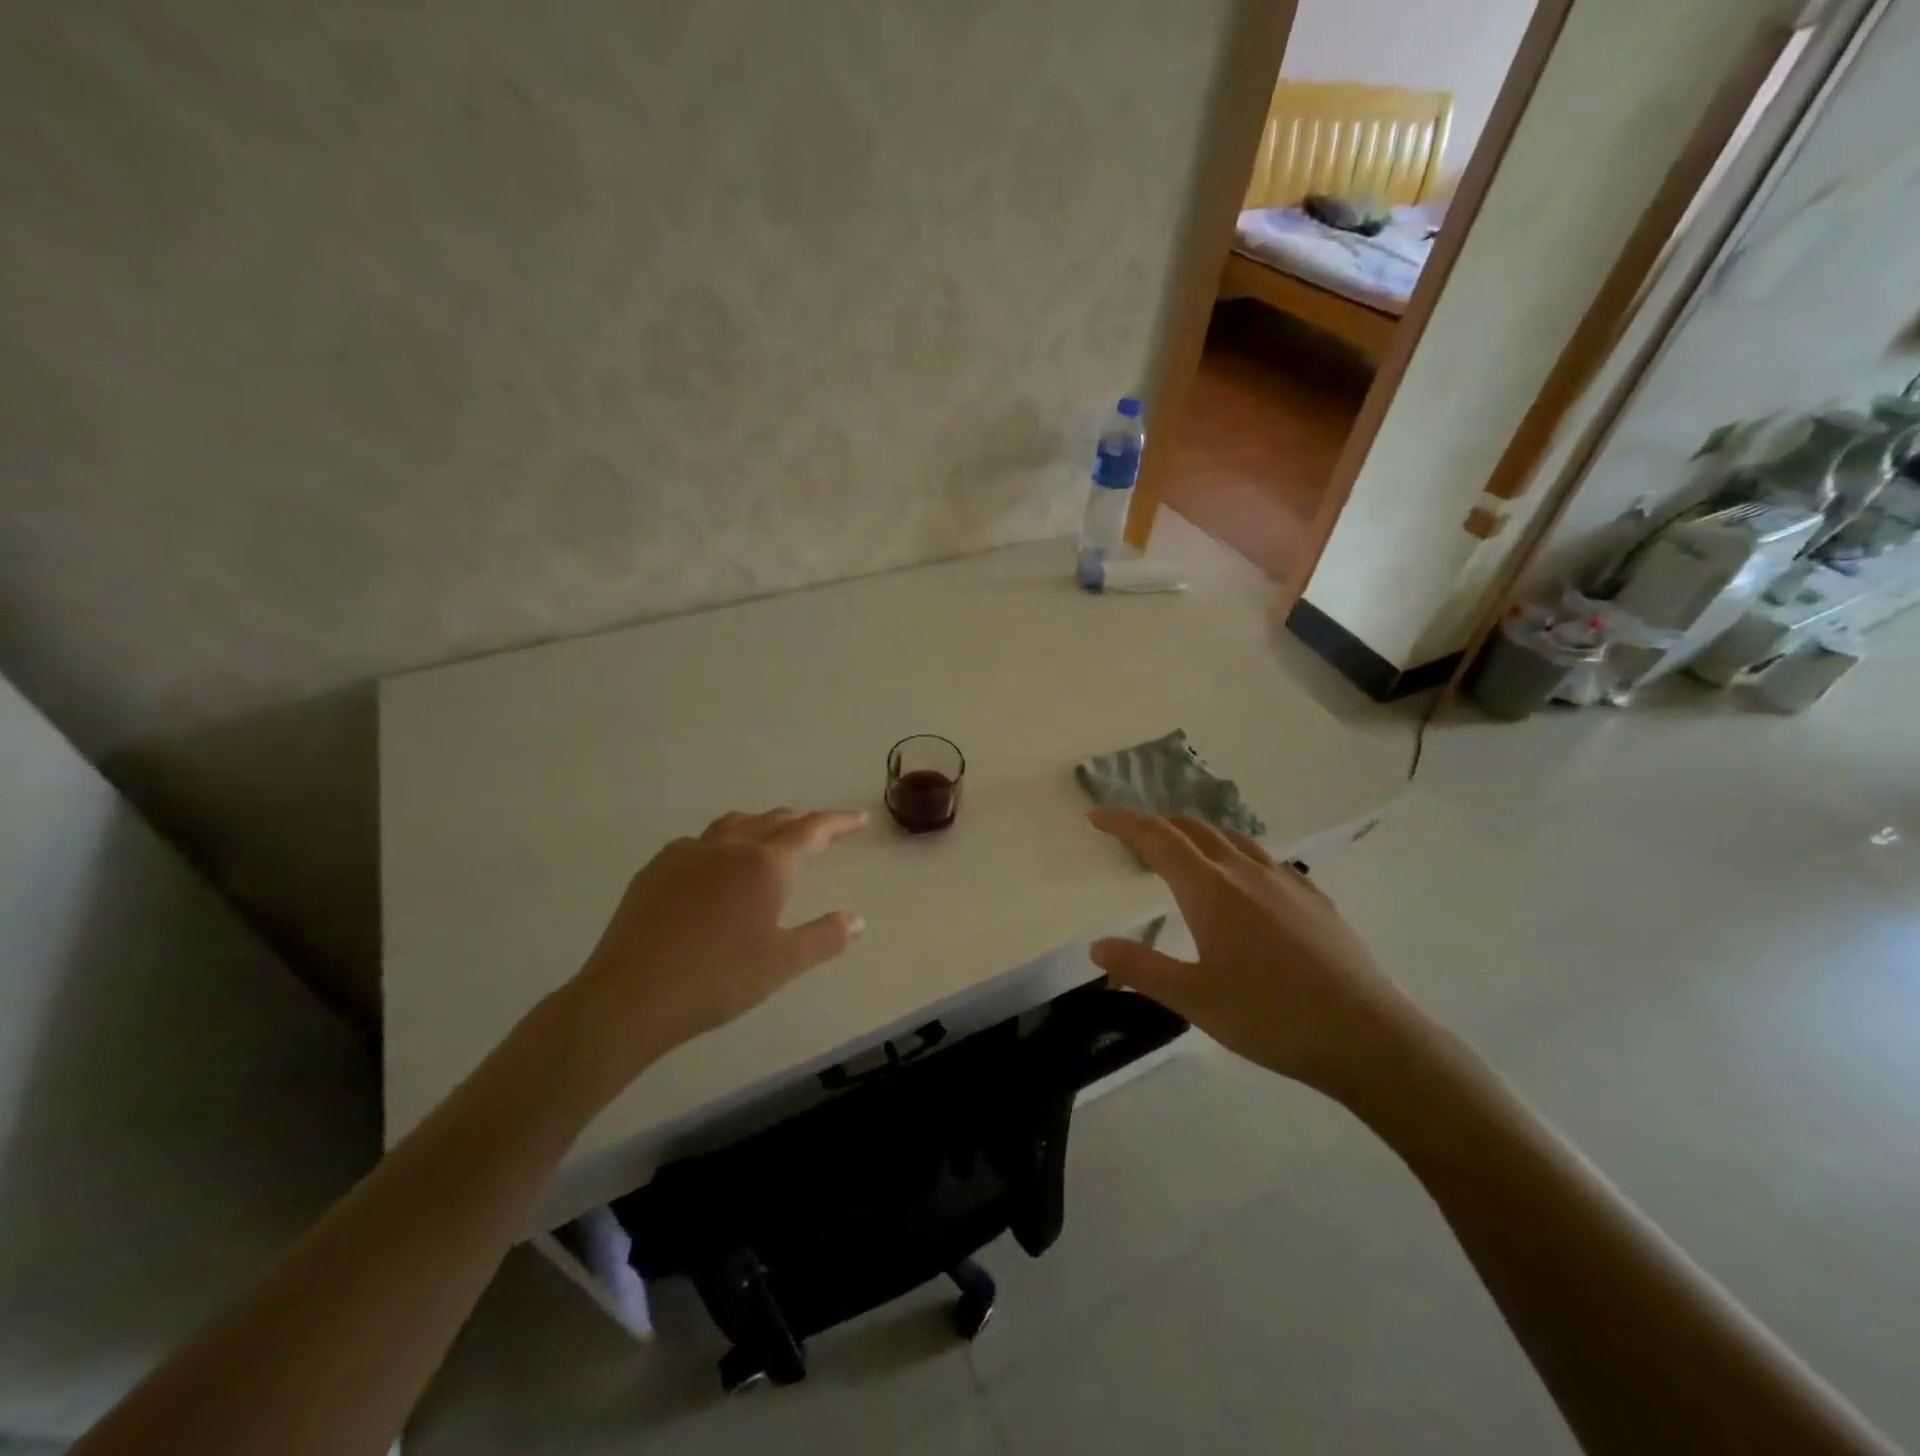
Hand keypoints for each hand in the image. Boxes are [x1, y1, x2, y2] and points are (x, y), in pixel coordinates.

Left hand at [552, 808, 868, 1097]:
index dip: (837, 822)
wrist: (631, 995)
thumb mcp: (783, 963)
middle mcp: (728, 847)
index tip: (858, 820)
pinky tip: (713, 864)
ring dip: (760, 825)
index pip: (811, 830)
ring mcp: (687, 854)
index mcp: (765, 864)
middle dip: (801, 821)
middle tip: (821, 831)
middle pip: (773, 820)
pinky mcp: (655, 869)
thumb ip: (825, 937)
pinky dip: (720, 842)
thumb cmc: (718, 978)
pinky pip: (698, 842)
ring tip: (770, 837)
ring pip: (733, 824)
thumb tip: (858, 920)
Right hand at [1086, 808, 1427, 1101]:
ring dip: (1198, 834)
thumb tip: (1097, 946)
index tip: (1096, 815)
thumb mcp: (1194, 998)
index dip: (1122, 823)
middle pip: (1193, 830)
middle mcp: (1244, 872)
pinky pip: (1265, 859)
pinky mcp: (1314, 898)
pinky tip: (1246, 880)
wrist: (1367, 1036)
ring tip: (1184, 847)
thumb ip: (1142, 968)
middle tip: (1134, 834)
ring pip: (1232, 838)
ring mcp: (1285, 881)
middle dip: (1158, 824)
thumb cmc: (1270, 1016)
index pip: (1156, 839)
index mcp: (1209, 889)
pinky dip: (1237, 854)